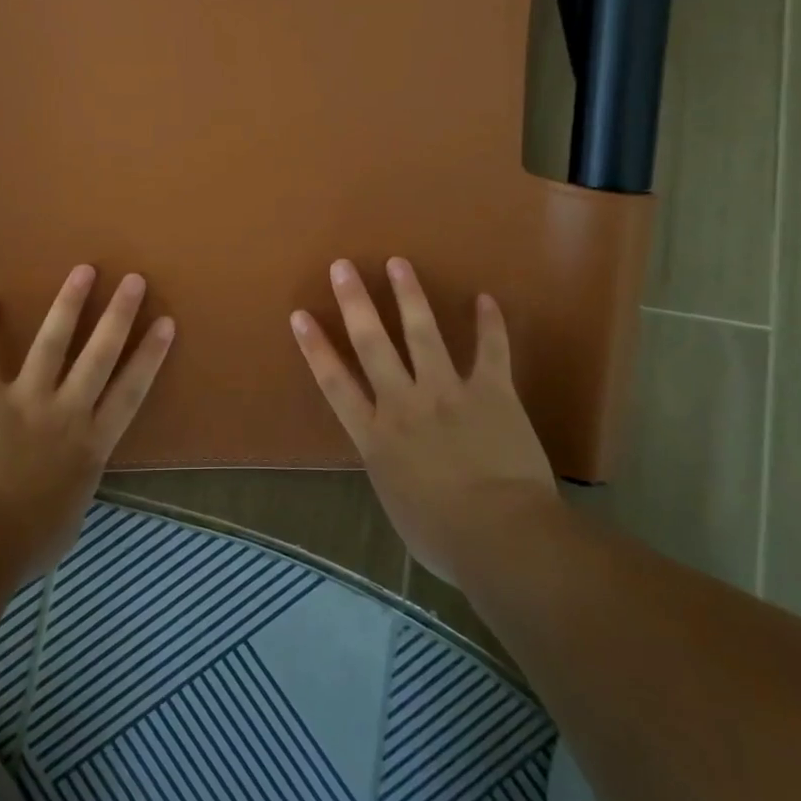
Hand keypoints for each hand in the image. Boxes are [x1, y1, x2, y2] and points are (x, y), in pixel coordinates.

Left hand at [0, 265, 174, 580]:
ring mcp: (25, 401)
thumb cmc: (30, 540)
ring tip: (83, 271)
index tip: (166, 322)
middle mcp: (66, 411)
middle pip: (99, 354)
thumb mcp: (73, 513)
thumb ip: (79, 479)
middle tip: (133, 279)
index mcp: (92, 442)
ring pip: (51, 343)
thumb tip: (75, 468)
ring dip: (68, 305)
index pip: (131, 390)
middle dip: (119, 314)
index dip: (150, 354)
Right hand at [291, 257, 559, 585]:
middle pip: (371, 344)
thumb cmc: (441, 535)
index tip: (300, 315)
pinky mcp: (491, 393)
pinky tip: (486, 299)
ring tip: (398, 264)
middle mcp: (403, 403)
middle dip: (355, 302)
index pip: (335, 382)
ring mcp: (447, 393)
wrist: (499, 536)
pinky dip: (490, 325)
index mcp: (375, 436)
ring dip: (409, 296)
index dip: (316, 347)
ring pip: (422, 334)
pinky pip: (490, 351)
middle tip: (343, 266)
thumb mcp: (396, 502)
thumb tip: (394, 456)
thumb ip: (390, 468)